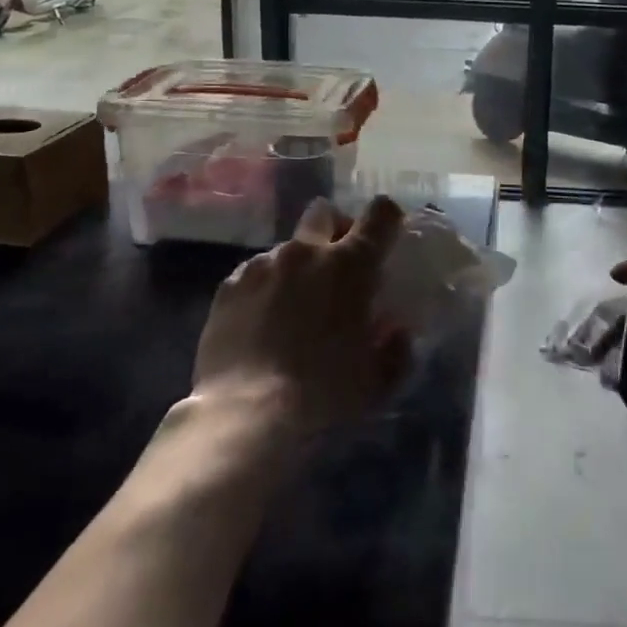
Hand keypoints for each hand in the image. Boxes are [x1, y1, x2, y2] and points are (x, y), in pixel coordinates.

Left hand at [192, 196, 411, 434]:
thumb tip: (396, 332)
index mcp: (350, 264)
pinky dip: (265, 287)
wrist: (245, 414)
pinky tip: (261, 323)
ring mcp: (263, 264)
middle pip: (324, 212)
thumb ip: (395, 349)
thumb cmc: (323, 393)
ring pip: (288, 247)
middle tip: (338, 266)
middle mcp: (306, 251)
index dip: (387, 219)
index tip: (387, 238)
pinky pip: (255, 272)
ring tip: (293, 307)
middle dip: (335, 229)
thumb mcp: (377, 381)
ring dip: (298, 266)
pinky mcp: (229, 285)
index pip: (380, 213)